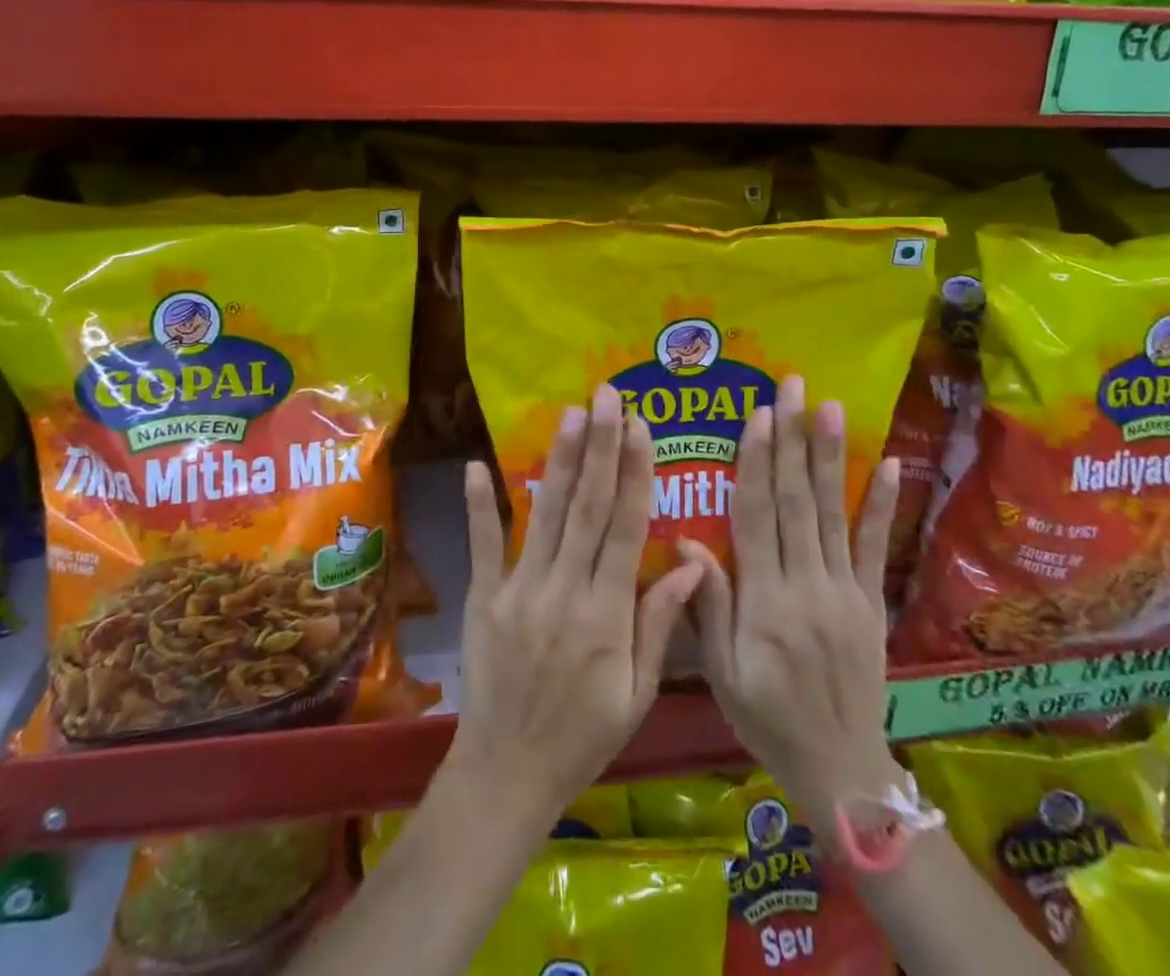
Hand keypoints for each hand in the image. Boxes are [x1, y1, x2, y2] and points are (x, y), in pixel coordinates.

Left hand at [447, 383, 703, 830]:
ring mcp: (519, 589)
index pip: (625, 528)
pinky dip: (479, 505)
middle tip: (606, 397)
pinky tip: (476, 465)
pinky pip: (482, 545)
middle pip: (587, 506)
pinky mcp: (483, 597)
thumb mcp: (637, 693)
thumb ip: (659, 624)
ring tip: (571, 414)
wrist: (508, 772)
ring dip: (559, 461)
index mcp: (606, 613)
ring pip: (544, 514)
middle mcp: (564, 589)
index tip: (641, 427)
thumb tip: (693, 565)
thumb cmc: (583, 736)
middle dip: (600, 447)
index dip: (634, 473)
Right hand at [683, 375, 904, 824]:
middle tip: (792, 387)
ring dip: (830, 456)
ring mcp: (845, 590)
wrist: (841, 769)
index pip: (758, 516)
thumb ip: (706, 606)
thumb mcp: (722, 674)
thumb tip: (683, 542)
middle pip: (797, 500)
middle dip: (792, 438)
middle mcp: (807, 584)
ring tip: (829, 406)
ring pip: (833, 512)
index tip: (757, 414)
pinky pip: (877, 548)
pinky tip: (889, 465)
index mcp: (765, 600)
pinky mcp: (872, 602)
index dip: (757, 462)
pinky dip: (882, 505)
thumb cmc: (767, 718)